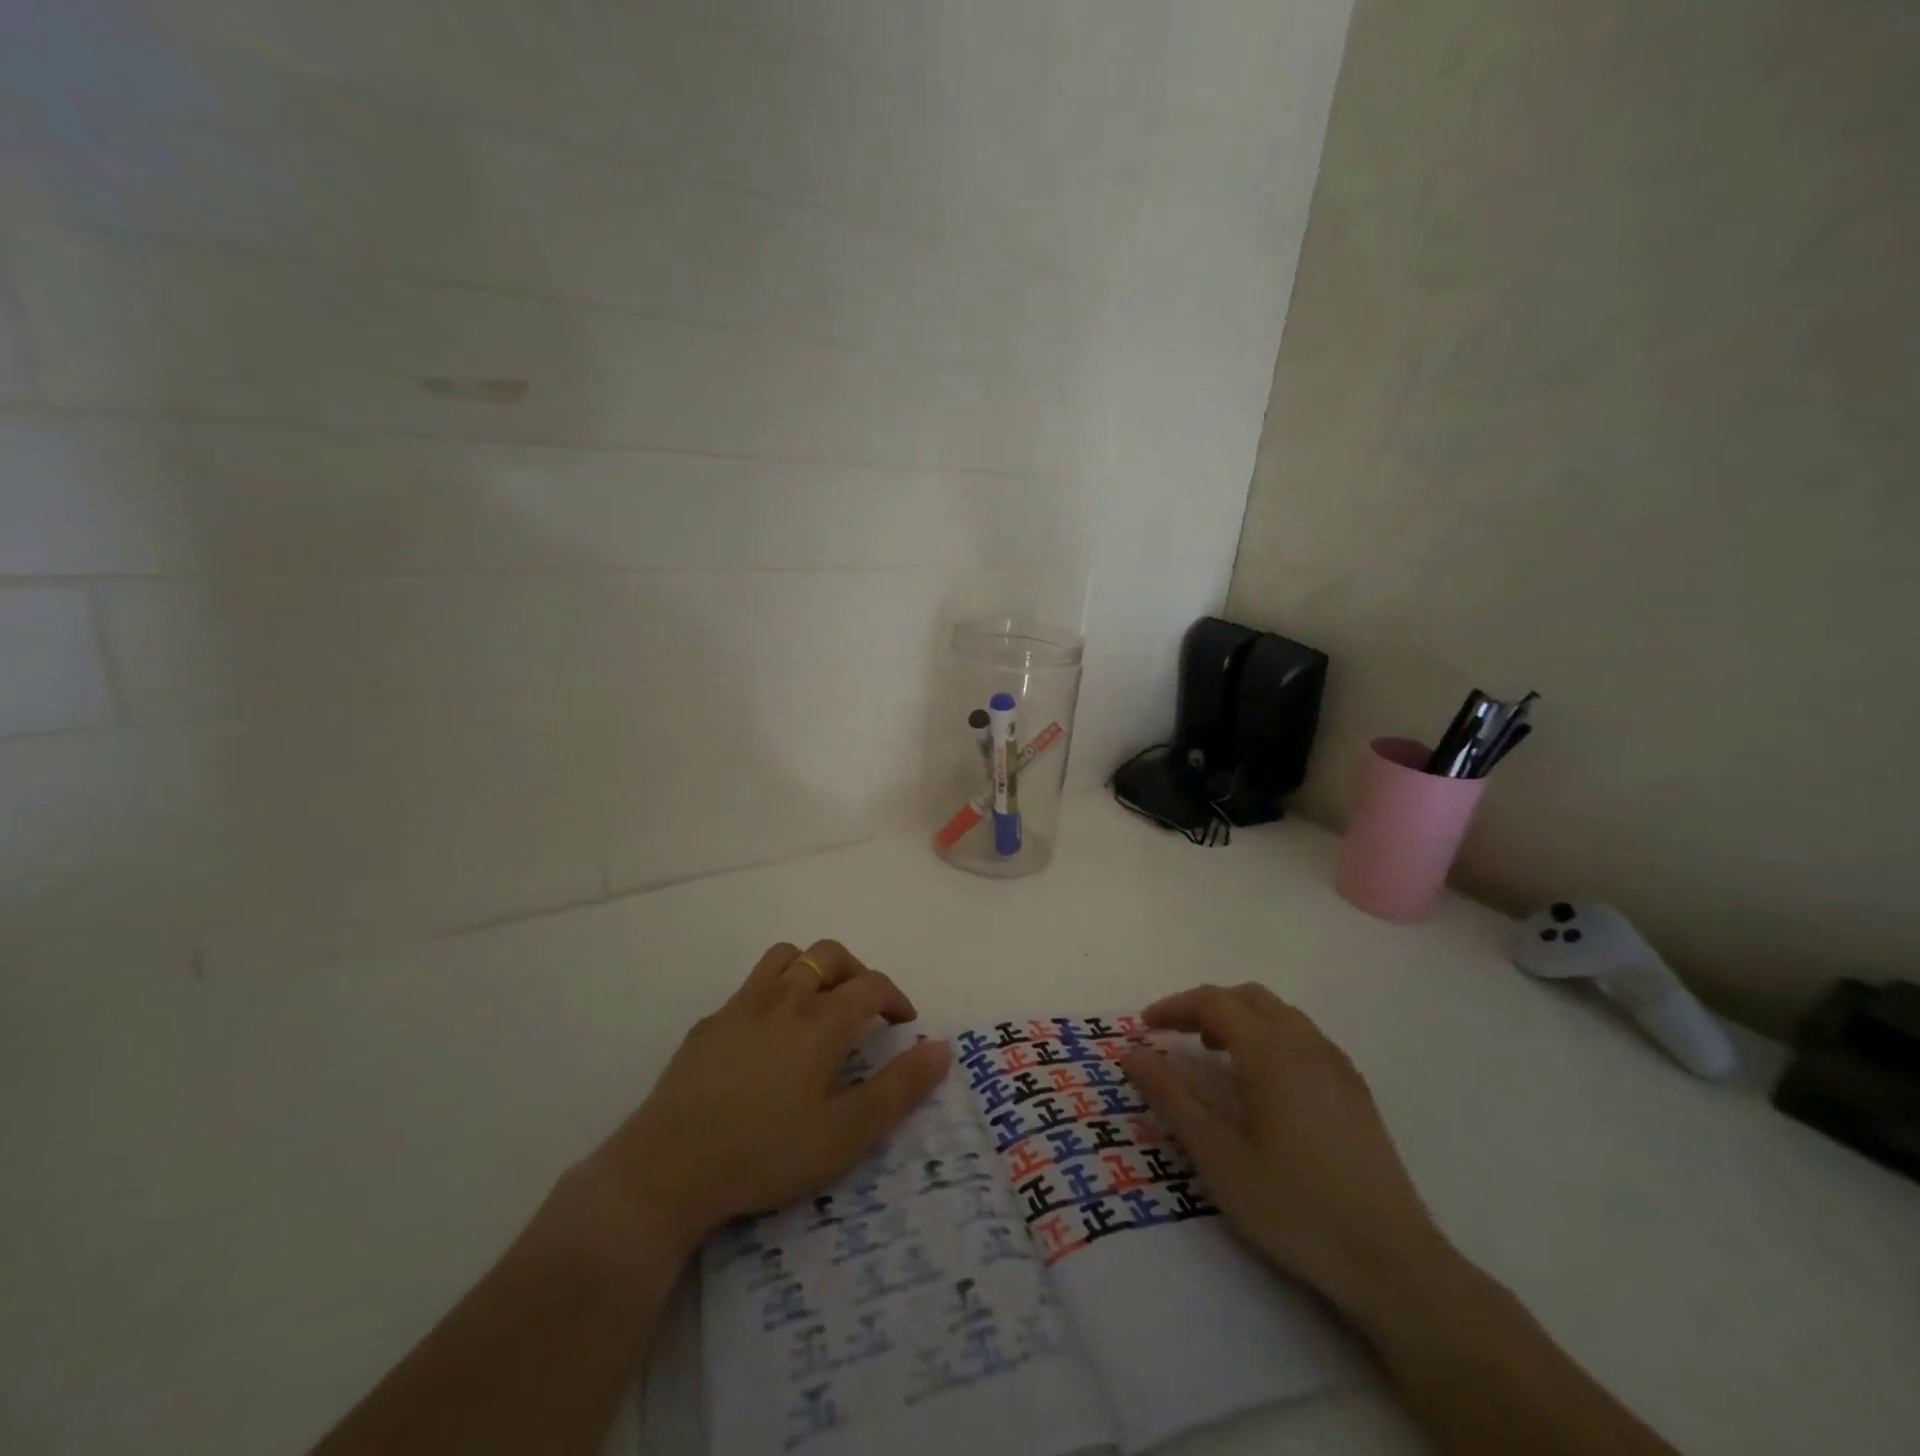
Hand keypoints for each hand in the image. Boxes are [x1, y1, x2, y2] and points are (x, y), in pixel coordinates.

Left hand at [578, 940, 951, 1258]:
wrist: (668, 1169)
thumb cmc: (767, 1152)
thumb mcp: (847, 1134)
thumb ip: (899, 1089)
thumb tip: (942, 1048)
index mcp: (822, 1021)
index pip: (871, 984)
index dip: (895, 997)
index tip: (903, 1023)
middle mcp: (784, 998)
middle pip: (829, 955)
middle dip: (856, 971)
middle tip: (864, 1007)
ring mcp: (741, 1007)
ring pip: (785, 956)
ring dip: (811, 968)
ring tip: (818, 1003)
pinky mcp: (708, 1025)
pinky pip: (748, 988)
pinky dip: (771, 994)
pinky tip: (766, 1035)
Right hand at [1121, 983, 1450, 1321]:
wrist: (1393, 1263)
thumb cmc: (1293, 1207)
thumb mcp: (1217, 1156)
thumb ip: (1171, 1097)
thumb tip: (1131, 1053)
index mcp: (1270, 1052)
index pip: (1213, 1002)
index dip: (1174, 1006)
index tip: (1145, 1028)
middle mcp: (1306, 1045)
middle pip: (1248, 997)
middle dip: (1206, 1006)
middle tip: (1176, 1037)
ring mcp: (1337, 1066)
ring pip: (1280, 1015)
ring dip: (1240, 1020)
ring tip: (1214, 1056)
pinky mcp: (1356, 1091)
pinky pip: (1304, 1038)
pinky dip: (1270, 1038)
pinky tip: (1263, 1085)